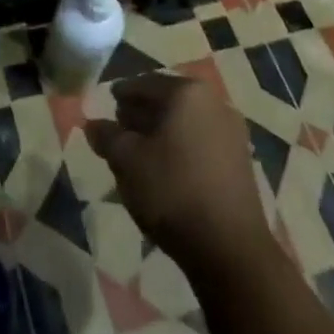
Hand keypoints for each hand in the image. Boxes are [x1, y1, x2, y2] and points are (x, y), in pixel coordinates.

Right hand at [84, 74, 272, 270]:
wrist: (231, 249)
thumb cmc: (173, 192)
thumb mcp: (127, 162)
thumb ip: (107, 137)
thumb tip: (93, 125)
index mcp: (186, 92)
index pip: (144, 84)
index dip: (121, 95)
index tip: (107, 106)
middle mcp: (213, 102)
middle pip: (167, 100)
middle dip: (142, 113)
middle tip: (120, 129)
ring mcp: (232, 132)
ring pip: (185, 122)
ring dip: (162, 132)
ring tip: (140, 154)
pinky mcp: (240, 161)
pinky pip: (201, 142)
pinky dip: (181, 148)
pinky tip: (166, 171)